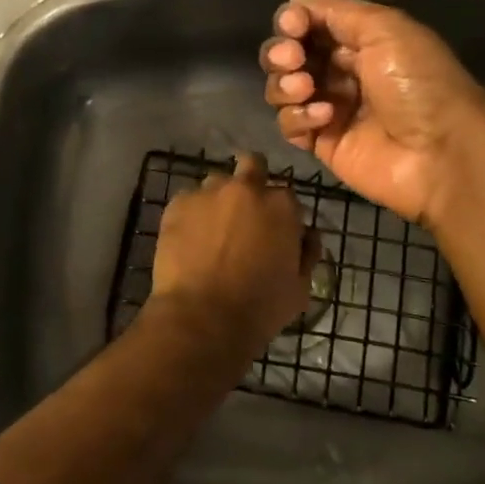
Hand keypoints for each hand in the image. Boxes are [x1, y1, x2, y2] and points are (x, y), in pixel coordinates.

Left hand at [150, 152, 316, 356]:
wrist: (202, 318)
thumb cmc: (259, 307)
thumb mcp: (300, 287)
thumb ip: (307, 252)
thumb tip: (305, 235)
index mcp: (282, 205)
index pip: (287, 196)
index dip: (282, 214)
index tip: (275, 232)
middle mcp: (246, 188)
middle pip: (253, 165)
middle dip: (253, 180)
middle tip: (245, 213)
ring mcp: (208, 192)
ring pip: (217, 183)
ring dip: (220, 199)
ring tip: (213, 230)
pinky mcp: (177, 204)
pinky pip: (188, 201)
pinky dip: (192, 214)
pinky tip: (189, 240)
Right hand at [260, 0, 484, 228]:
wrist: (440, 153)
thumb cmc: (418, 83)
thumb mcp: (387, 29)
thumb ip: (336, 11)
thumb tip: (295, 4)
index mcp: (360, 40)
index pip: (309, 23)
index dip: (293, 21)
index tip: (293, 26)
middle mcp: (341, 70)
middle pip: (288, 54)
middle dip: (281, 52)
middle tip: (292, 58)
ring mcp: (329, 108)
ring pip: (282, 88)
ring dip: (285, 84)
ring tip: (306, 89)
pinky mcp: (322, 142)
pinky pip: (289, 124)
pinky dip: (299, 117)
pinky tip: (325, 118)